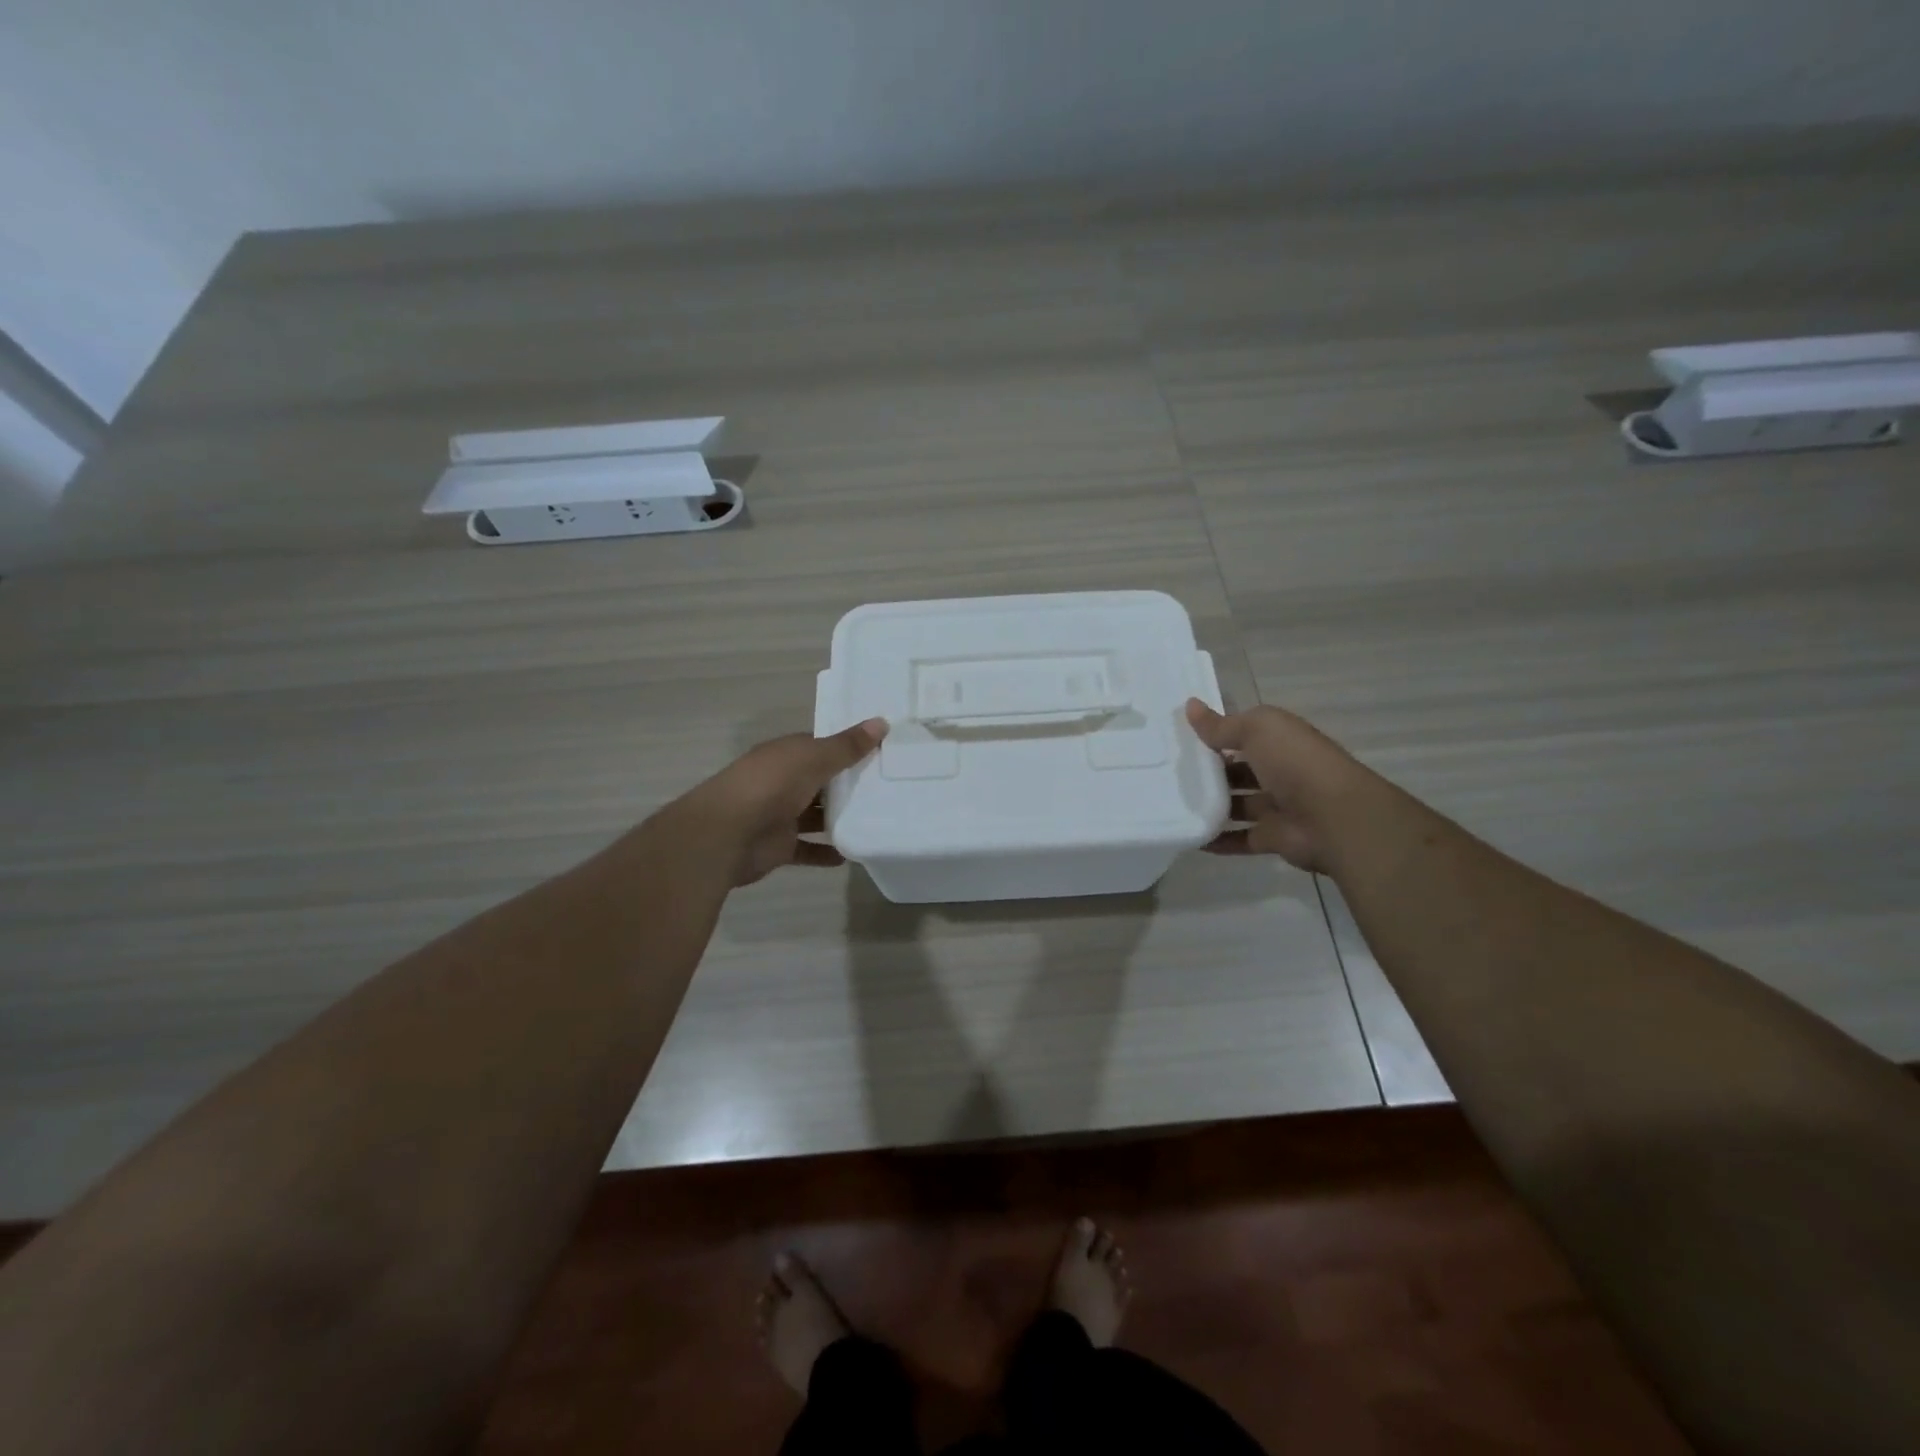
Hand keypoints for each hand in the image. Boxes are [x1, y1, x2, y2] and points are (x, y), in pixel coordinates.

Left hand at [674, 719, 887, 886]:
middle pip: (821, 781)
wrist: (726, 835)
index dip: (848, 748)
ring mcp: (780, 815)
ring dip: (840, 818)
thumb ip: (847, 746)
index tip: (881, 751)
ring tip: (877, 819)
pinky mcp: (780, 846)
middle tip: (890, 787)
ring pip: (816, 815)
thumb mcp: (813, 759)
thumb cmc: (770, 786)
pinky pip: (808, 849)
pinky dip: (827, 852)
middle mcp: (782, 782)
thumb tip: (881, 722)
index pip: (821, 747)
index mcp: (786, 755)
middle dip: (849, 784)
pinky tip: (852, 854)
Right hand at [1185, 699, 1372, 872]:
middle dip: (1208, 771)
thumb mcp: (1256, 730)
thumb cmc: (1295, 763)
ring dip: (1210, 805)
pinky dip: (1217, 840)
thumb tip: (1189, 705)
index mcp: (1280, 740)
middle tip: (1168, 772)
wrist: (1335, 818)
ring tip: (1171, 804)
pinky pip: (1240, 838)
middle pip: (1237, 770)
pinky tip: (1190, 838)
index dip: (1214, 732)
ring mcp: (1278, 806)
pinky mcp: (1274, 837)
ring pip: (1237, 804)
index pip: (1243, 733)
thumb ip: (1221, 725)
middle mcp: (1281, 770)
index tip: (1178, 736)